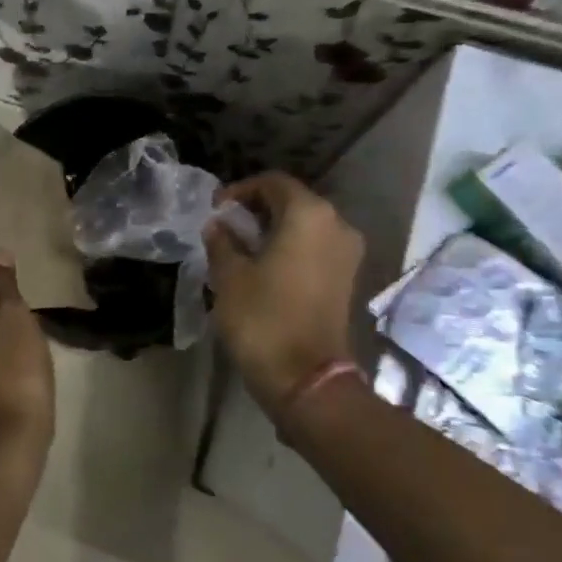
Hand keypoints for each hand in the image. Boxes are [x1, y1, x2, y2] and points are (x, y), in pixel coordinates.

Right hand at [204, 172, 364, 418]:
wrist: (306, 378)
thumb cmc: (263, 318)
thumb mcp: (229, 276)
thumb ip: (222, 242)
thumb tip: (218, 225)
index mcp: (309, 215)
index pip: (273, 182)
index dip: (240, 190)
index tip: (215, 208)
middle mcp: (336, 225)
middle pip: (293, 201)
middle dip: (257, 209)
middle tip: (225, 226)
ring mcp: (347, 253)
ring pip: (306, 226)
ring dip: (274, 230)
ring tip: (240, 247)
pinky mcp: (347, 278)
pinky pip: (315, 248)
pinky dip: (290, 248)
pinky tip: (263, 266)